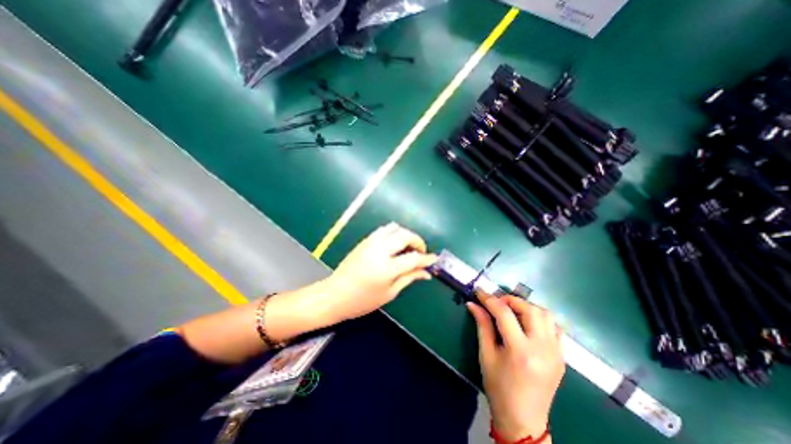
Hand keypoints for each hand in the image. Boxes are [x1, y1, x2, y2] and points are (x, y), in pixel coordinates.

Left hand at [317, 223, 439, 323]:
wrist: (335, 294)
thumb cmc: (362, 300)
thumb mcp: (389, 293)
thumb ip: (409, 278)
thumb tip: (426, 272)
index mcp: (386, 268)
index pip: (413, 257)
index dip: (426, 258)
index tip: (434, 260)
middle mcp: (379, 250)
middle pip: (405, 235)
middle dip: (418, 242)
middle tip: (420, 253)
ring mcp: (371, 242)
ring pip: (395, 228)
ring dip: (406, 235)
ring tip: (408, 248)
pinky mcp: (365, 240)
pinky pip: (384, 229)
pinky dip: (394, 233)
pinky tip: (395, 245)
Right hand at [465, 295, 565, 440]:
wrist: (523, 419)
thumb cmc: (498, 387)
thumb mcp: (486, 355)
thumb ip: (482, 325)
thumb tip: (472, 303)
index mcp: (520, 351)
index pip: (504, 313)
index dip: (489, 299)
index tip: (479, 291)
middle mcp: (542, 348)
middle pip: (529, 309)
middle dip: (510, 300)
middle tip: (496, 302)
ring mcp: (556, 352)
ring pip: (545, 314)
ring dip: (526, 307)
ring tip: (512, 311)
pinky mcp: (562, 356)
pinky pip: (554, 327)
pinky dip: (540, 318)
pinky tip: (527, 324)